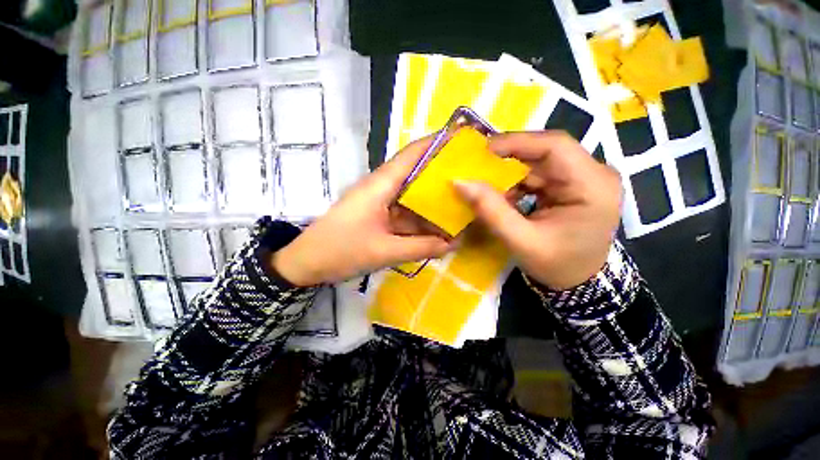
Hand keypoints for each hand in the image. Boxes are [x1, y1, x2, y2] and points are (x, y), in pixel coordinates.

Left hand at [272, 137, 452, 285]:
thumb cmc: (341, 251)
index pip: (412, 154)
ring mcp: (379, 201)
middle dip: (441, 175)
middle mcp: (381, 187)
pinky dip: (420, 218)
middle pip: (415, 174)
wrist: (306, 263)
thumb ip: (421, 247)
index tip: (462, 141)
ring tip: (461, 203)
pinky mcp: (377, 215)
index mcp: (380, 185)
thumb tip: (453, 244)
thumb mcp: (385, 251)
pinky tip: (437, 225)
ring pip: (411, 196)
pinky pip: (404, 212)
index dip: (436, 143)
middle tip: (470, 178)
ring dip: (432, 201)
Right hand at [453, 132, 621, 289]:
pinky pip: (538, 173)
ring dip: (510, 171)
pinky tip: (501, 194)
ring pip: (539, 161)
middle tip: (477, 163)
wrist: (581, 282)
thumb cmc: (557, 266)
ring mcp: (583, 177)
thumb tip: (460, 182)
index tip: (483, 150)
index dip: (516, 142)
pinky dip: (515, 181)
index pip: (555, 146)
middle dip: (508, 156)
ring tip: (485, 181)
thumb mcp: (521, 241)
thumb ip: (491, 211)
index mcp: (593, 185)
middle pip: (546, 150)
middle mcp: (594, 174)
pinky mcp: (571, 184)